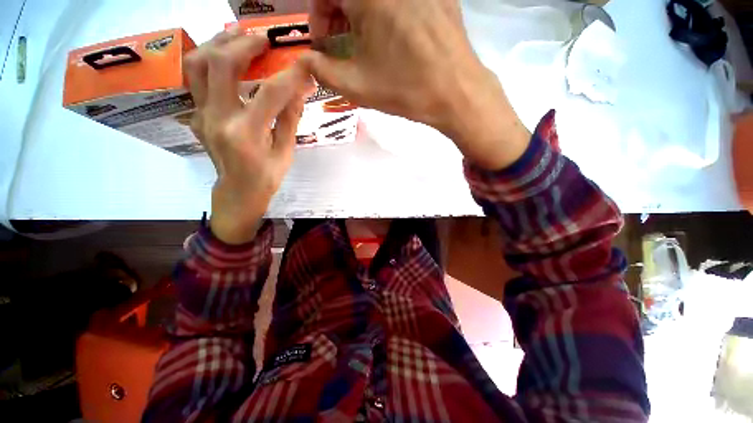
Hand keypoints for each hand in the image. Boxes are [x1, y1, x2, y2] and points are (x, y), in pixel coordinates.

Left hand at [185, 30, 313, 243]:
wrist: (237, 192)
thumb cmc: (266, 178)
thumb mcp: (286, 153)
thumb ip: (290, 119)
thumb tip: (300, 90)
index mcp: (247, 134)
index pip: (271, 94)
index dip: (290, 75)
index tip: (305, 63)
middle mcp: (219, 119)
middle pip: (222, 65)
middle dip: (245, 44)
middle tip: (264, 38)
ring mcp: (202, 114)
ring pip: (198, 64)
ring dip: (218, 43)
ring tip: (238, 35)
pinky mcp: (196, 113)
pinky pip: (195, 77)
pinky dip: (209, 58)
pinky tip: (225, 54)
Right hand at [303, 0, 530, 169]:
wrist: (456, 93)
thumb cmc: (404, 90)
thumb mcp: (356, 86)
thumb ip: (322, 71)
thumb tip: (306, 60)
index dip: (318, 15)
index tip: (323, 42)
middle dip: (338, 13)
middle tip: (340, 41)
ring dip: (362, 12)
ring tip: (365, 42)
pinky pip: (403, 1)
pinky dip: (388, 12)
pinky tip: (394, 37)